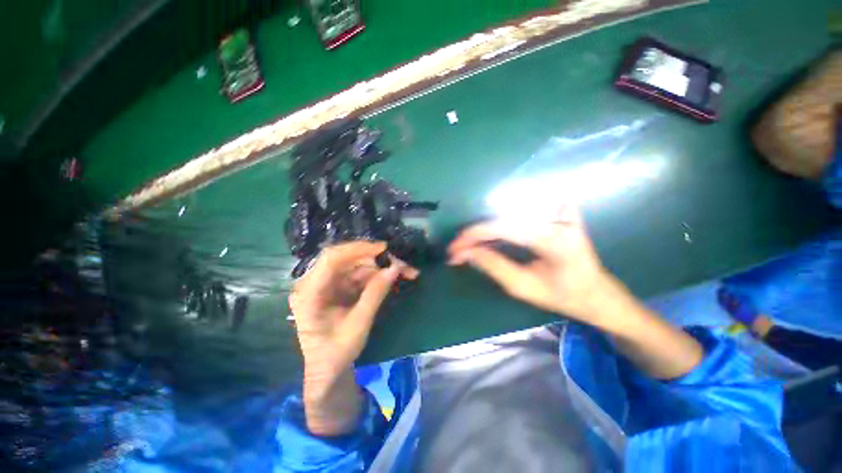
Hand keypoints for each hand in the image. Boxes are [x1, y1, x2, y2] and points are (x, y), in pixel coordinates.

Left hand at [290, 241, 418, 370]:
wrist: (329, 369)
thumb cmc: (336, 352)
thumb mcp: (358, 325)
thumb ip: (375, 294)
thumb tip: (395, 268)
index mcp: (309, 292)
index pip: (332, 259)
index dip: (358, 249)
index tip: (383, 248)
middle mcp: (316, 282)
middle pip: (348, 260)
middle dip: (377, 260)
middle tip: (402, 264)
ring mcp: (329, 284)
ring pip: (358, 266)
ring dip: (381, 268)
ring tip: (406, 272)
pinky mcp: (339, 287)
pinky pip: (361, 275)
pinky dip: (378, 275)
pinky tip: (393, 278)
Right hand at [448, 206, 618, 323]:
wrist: (598, 292)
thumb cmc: (564, 296)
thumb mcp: (525, 288)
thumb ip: (494, 266)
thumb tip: (466, 252)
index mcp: (555, 238)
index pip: (503, 228)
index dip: (474, 236)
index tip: (453, 249)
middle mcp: (558, 217)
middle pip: (503, 219)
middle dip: (475, 235)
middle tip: (457, 251)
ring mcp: (560, 210)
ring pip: (508, 214)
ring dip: (484, 231)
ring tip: (468, 247)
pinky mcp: (558, 209)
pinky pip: (520, 213)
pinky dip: (500, 226)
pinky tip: (489, 238)